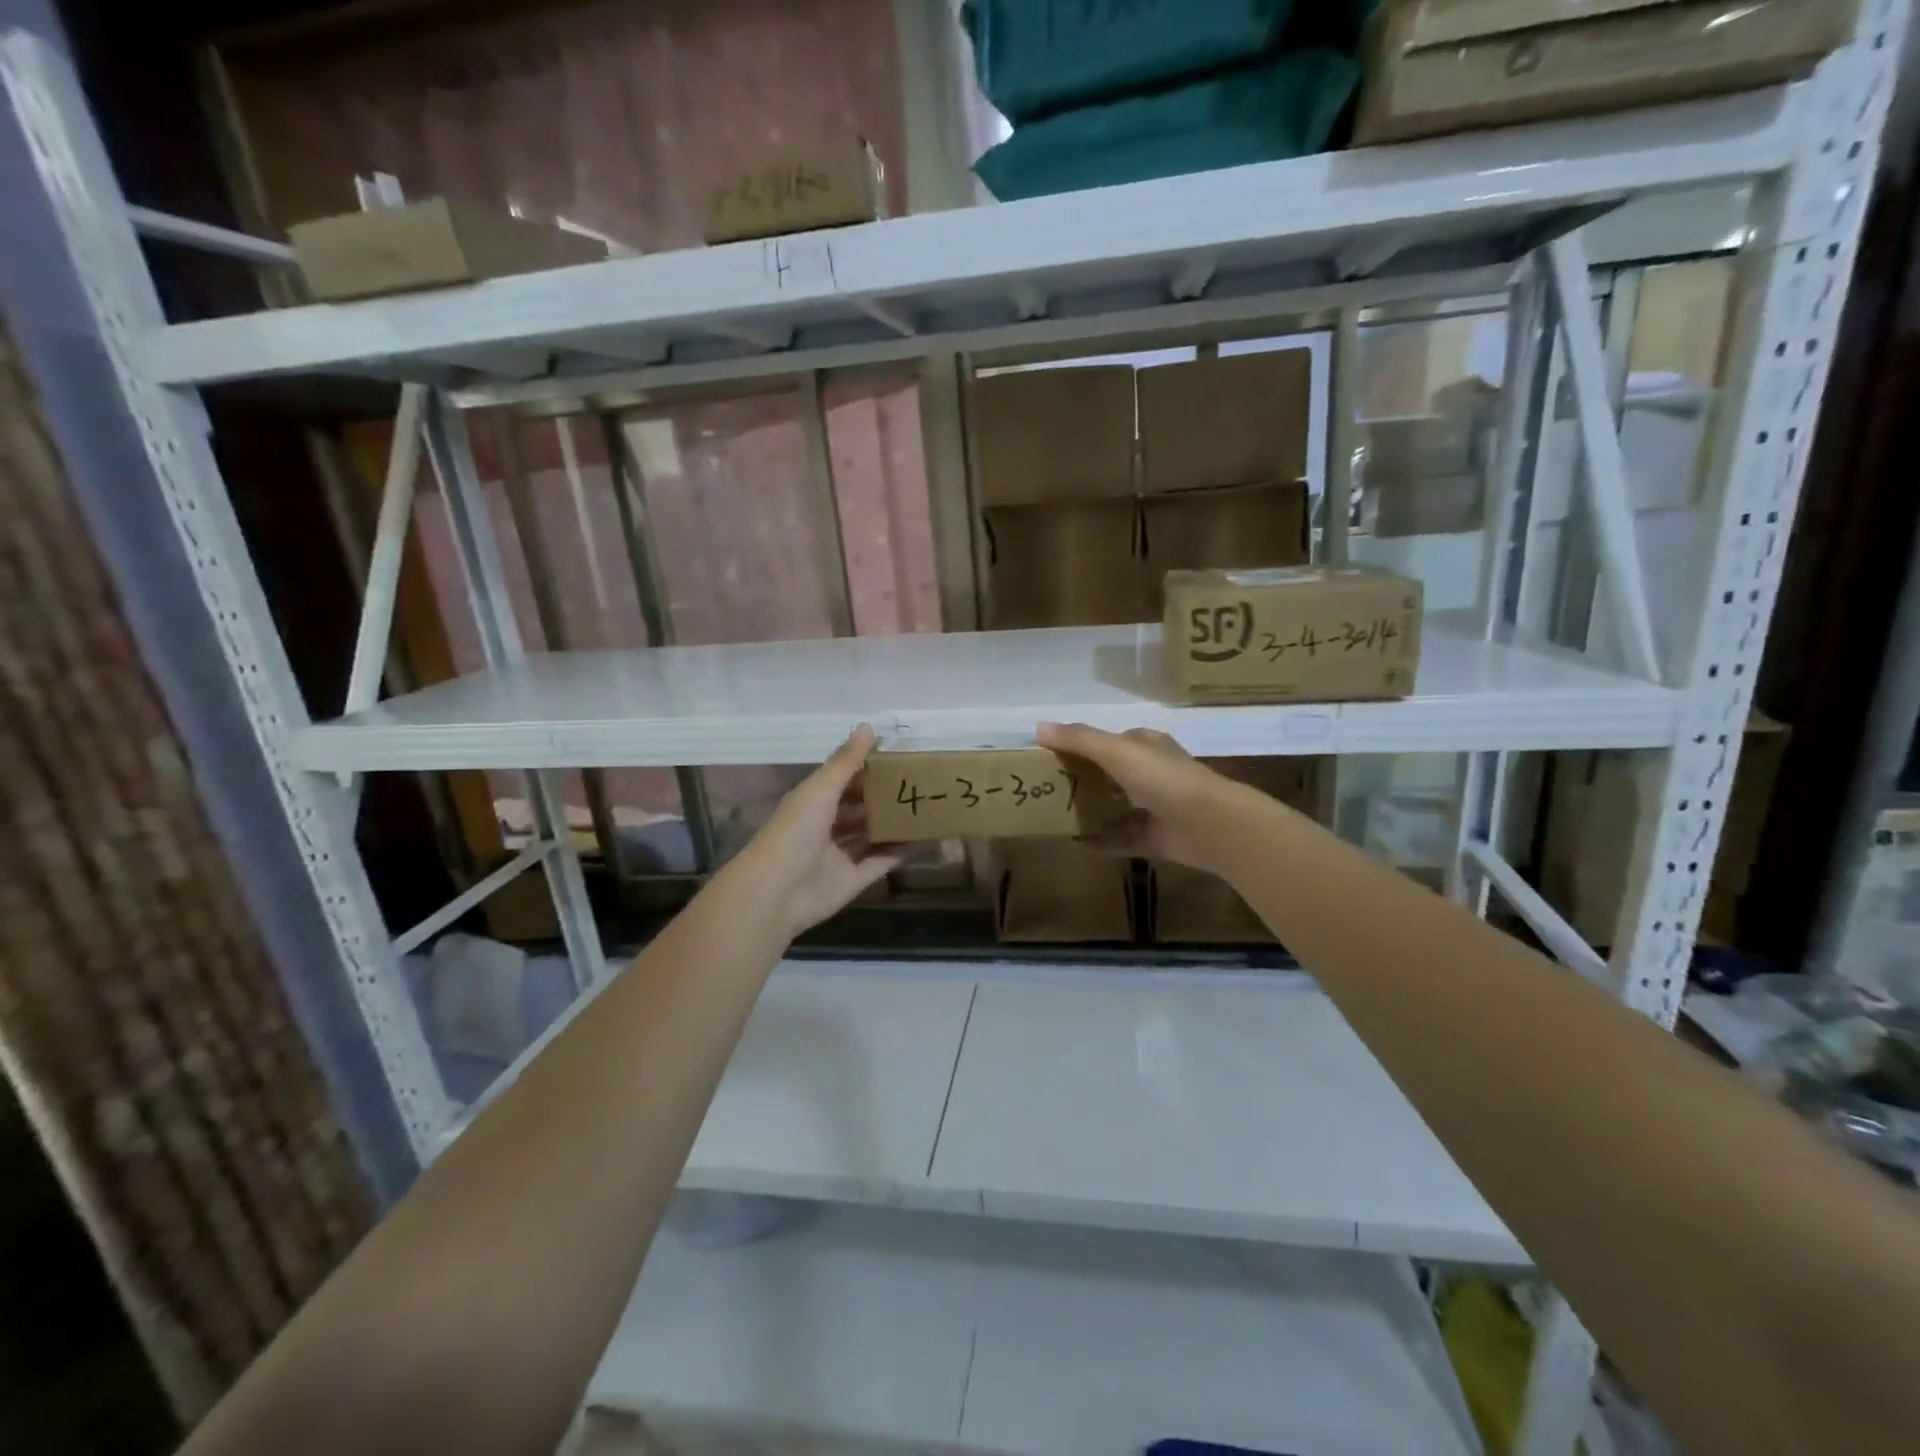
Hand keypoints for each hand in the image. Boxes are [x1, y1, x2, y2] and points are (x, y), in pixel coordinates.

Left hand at [730, 725, 907, 939]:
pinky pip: (883, 861)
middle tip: (922, 782)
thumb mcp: (820, 790)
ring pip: (873, 834)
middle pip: (861, 807)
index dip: (869, 768)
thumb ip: (845, 762)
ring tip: (929, 807)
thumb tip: (868, 726)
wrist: (776, 892)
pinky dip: (902, 851)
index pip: (845, 780)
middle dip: (886, 796)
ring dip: (896, 823)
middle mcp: (827, 826)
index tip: (900, 756)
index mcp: (815, 801)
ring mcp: (841, 854)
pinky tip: (927, 839)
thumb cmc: (794, 832)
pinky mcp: (854, 879)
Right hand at [1038, 722, 1257, 877]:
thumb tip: (1038, 727)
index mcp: (1146, 747)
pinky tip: (1076, 844)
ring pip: (1116, 807)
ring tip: (1056, 817)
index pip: (1112, 740)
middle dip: (1084, 780)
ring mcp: (1155, 808)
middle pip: (1111, 775)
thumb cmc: (1163, 779)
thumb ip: (1079, 739)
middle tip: (1048, 788)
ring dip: (1092, 812)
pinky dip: (1101, 842)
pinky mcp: (1156, 838)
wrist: (1210, 825)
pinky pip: (1122, 840)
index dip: (1084, 745)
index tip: (1053, 755)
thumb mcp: (1117, 751)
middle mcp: (1152, 774)